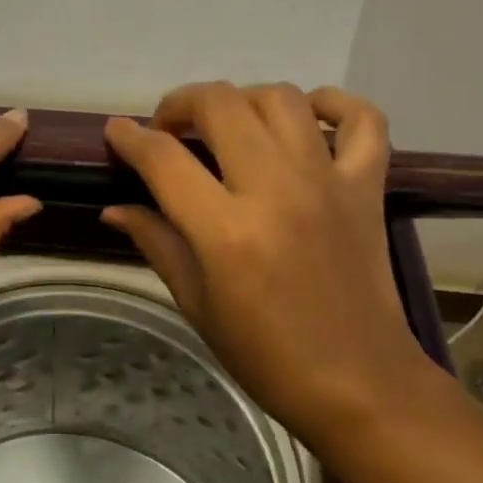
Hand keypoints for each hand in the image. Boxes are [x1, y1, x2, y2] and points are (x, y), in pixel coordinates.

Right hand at [101, 82, 432, 447]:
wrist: (359, 384)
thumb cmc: (266, 355)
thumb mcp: (196, 304)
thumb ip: (156, 243)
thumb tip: (115, 208)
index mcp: (226, 231)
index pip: (164, 159)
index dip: (130, 139)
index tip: (116, 133)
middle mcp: (276, 190)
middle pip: (221, 104)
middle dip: (180, 104)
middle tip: (168, 130)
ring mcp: (328, 182)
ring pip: (282, 98)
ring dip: (243, 100)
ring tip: (228, 125)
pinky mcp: (367, 187)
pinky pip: (362, 118)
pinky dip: (335, 104)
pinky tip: (308, 117)